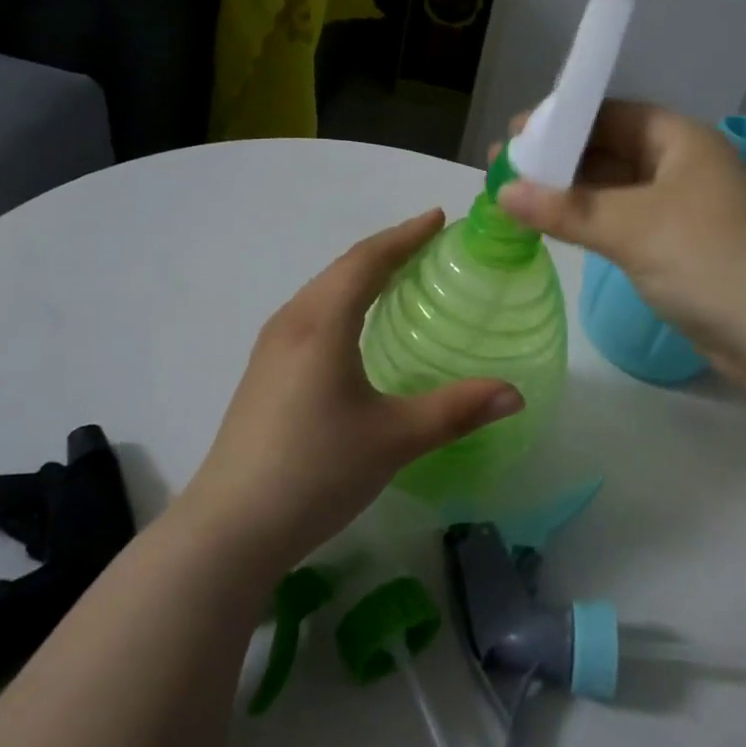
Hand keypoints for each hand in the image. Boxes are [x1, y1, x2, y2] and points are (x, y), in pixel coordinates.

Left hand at [176, 211, 523, 574]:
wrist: (230, 529)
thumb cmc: (315, 471)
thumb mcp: (394, 439)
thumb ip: (456, 410)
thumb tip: (515, 393)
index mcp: (321, 324)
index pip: (367, 261)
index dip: (405, 236)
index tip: (438, 218)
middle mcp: (291, 323)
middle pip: (343, 269)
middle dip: (387, 249)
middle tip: (428, 243)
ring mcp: (271, 349)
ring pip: (323, 291)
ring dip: (362, 274)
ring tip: (399, 275)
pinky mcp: (264, 374)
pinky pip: (311, 315)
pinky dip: (343, 301)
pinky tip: (357, 326)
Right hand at [495, 102, 745, 374]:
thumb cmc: (711, 260)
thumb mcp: (634, 227)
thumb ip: (567, 209)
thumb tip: (502, 192)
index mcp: (681, 140)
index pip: (610, 115)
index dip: (560, 122)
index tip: (514, 137)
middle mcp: (683, 166)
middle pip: (610, 151)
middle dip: (558, 161)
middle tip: (504, 172)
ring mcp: (683, 210)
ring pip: (616, 191)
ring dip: (571, 195)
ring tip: (517, 200)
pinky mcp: (681, 249)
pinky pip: (625, 223)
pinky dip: (591, 223)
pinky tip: (557, 229)